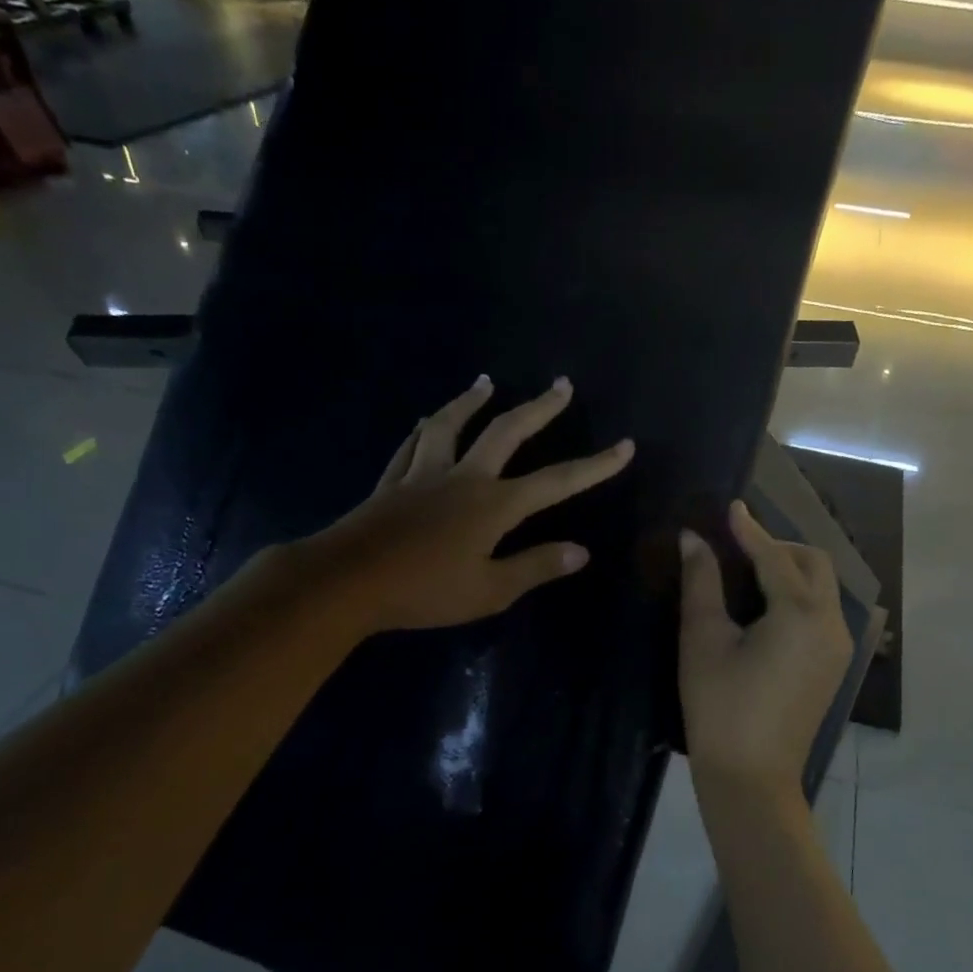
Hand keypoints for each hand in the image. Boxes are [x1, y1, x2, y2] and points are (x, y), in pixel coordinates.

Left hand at [299, 375, 632, 632]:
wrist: (347, 582)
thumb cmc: (425, 590)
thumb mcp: (490, 589)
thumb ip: (536, 567)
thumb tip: (582, 551)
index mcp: (494, 505)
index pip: (557, 481)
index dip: (595, 465)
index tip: (625, 446)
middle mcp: (463, 477)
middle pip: (506, 432)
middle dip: (538, 408)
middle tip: (561, 384)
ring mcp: (424, 474)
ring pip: (450, 425)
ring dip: (471, 401)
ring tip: (486, 381)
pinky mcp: (392, 482)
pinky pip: (412, 445)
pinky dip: (424, 428)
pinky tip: (426, 420)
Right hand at [679, 501, 851, 794]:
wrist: (751, 778)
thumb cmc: (720, 707)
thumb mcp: (703, 640)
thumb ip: (702, 583)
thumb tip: (693, 539)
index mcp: (800, 614)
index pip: (775, 556)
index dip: (749, 530)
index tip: (730, 507)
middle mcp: (830, 624)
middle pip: (814, 564)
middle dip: (779, 547)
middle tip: (739, 547)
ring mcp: (839, 647)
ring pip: (823, 588)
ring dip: (792, 570)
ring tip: (749, 574)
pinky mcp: (834, 666)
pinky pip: (822, 613)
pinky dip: (799, 597)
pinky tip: (767, 608)